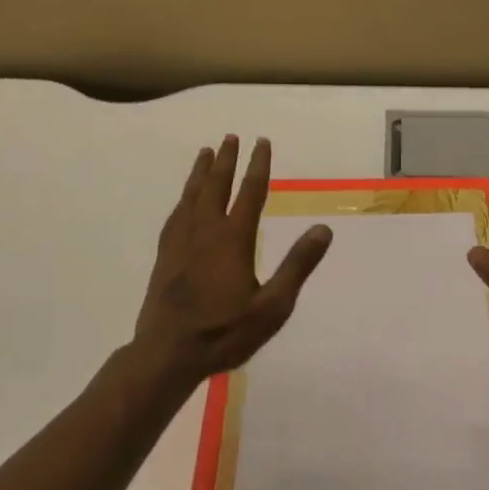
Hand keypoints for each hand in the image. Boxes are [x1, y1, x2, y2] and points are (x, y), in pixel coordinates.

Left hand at [129, 135, 332, 392]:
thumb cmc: (225, 332)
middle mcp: (205, 231)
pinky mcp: (165, 255)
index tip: (262, 141)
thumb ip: (297, 265)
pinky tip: (184, 200)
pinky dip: (183, 198)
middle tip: (230, 136)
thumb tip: (323, 229)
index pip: (249, 192)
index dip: (257, 165)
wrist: (168, 353)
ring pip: (192, 196)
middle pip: (216, 185)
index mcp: (233, 239)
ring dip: (201, 172)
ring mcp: (181, 242)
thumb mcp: (273, 307)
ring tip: (205, 152)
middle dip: (225, 160)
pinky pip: (175, 215)